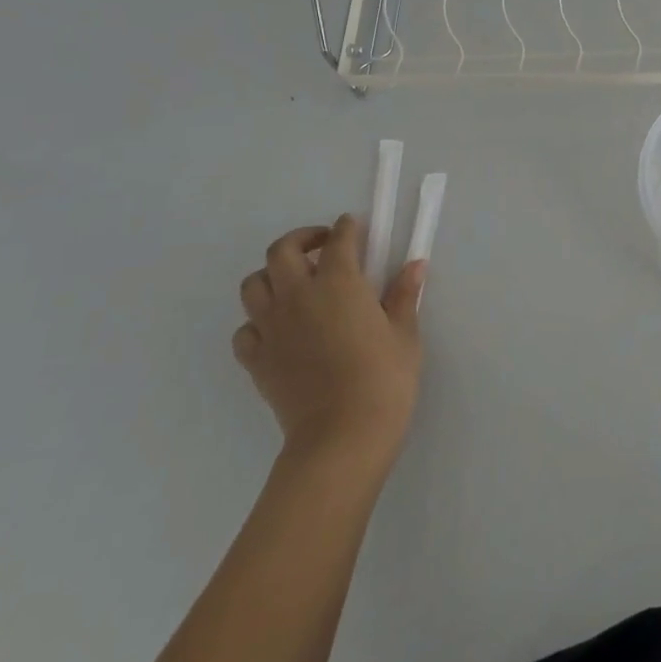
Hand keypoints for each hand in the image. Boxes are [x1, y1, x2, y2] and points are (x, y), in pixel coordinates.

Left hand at [233, 215, 425, 469]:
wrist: (342, 435)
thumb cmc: (384, 379)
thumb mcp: (405, 334)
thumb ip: (404, 295)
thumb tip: (414, 265)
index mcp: (340, 284)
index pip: (339, 240)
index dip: (347, 228)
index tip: (355, 226)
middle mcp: (298, 296)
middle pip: (282, 250)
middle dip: (302, 239)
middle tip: (323, 247)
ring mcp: (271, 328)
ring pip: (254, 284)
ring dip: (273, 276)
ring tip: (296, 284)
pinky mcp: (256, 359)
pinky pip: (246, 329)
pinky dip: (258, 320)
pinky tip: (280, 329)